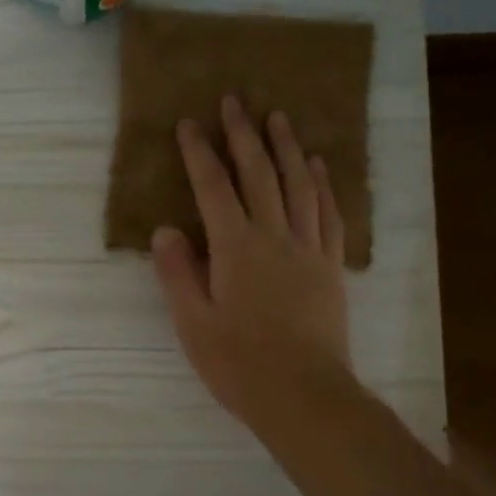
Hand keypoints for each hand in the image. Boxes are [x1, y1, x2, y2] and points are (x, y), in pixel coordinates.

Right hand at [152, 97, 353, 436]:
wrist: (304, 395)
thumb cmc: (239, 364)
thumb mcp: (193, 323)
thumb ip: (178, 273)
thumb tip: (166, 230)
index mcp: (235, 248)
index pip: (213, 188)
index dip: (198, 153)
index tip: (188, 123)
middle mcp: (273, 237)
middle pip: (258, 174)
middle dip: (243, 135)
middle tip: (235, 100)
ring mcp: (307, 249)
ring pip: (298, 186)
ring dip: (286, 148)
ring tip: (278, 118)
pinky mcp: (329, 267)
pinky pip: (327, 214)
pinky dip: (322, 185)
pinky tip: (316, 167)